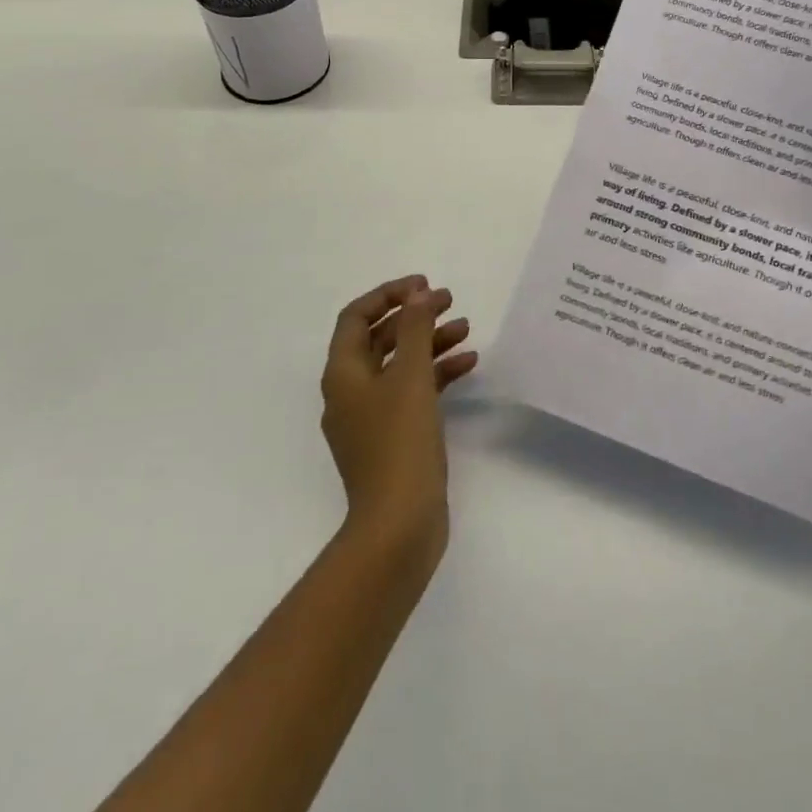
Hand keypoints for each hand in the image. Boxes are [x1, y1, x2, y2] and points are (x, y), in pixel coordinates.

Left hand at [320, 275, 477, 572]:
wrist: (399, 525)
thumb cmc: (400, 443)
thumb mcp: (410, 377)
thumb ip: (415, 329)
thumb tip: (417, 294)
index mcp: (343, 374)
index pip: (356, 317)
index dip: (387, 294)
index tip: (423, 286)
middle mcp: (351, 391)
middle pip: (379, 339)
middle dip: (414, 316)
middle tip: (449, 301)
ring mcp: (371, 417)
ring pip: (400, 365)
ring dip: (430, 342)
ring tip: (466, 328)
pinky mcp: (393, 438)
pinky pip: (413, 392)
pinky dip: (436, 374)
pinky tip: (468, 365)